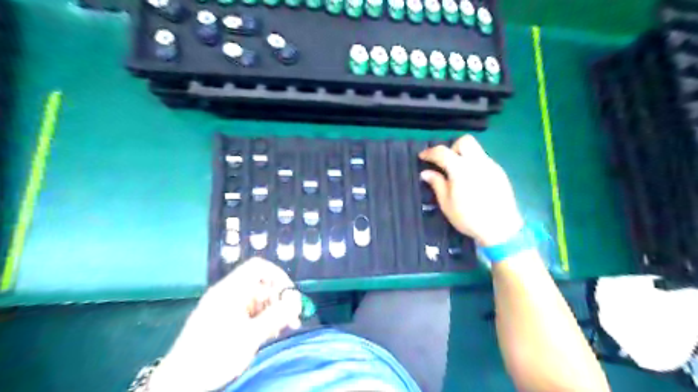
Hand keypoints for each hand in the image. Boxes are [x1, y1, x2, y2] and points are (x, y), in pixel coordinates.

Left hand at [149, 259, 303, 389]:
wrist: (178, 384)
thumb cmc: (215, 355)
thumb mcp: (251, 336)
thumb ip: (277, 316)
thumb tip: (297, 300)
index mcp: (230, 290)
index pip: (258, 267)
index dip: (278, 276)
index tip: (290, 295)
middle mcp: (227, 293)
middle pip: (260, 285)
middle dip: (278, 299)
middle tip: (292, 318)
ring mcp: (224, 307)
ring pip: (256, 300)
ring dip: (272, 311)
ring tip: (282, 330)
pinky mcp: (222, 320)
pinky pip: (248, 312)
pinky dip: (261, 319)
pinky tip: (269, 334)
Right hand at [419, 134, 523, 244]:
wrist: (501, 229)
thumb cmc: (469, 218)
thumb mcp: (446, 204)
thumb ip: (437, 184)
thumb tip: (426, 173)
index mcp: (461, 169)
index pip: (442, 152)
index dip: (430, 152)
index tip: (422, 157)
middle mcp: (477, 162)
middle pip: (464, 141)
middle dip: (452, 147)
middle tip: (446, 163)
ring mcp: (491, 166)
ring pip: (476, 150)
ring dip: (464, 156)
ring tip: (458, 174)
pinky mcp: (500, 173)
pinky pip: (484, 161)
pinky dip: (474, 165)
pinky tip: (472, 182)